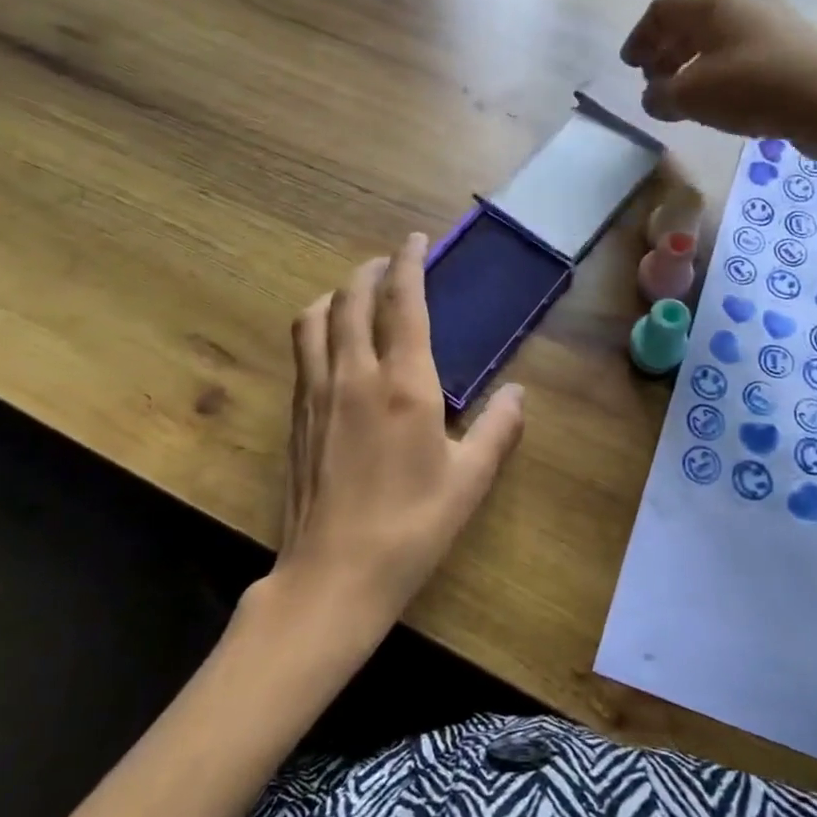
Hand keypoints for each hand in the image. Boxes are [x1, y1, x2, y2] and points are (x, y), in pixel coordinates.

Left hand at [279, 234, 525, 626]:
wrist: (333, 576)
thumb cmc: (411, 527)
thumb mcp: (470, 480)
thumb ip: (498, 429)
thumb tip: (520, 392)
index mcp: (403, 385)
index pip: (403, 303)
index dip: (409, 263)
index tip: (417, 240)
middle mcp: (354, 375)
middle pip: (352, 299)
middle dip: (370, 270)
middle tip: (390, 263)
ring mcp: (317, 394)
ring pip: (314, 319)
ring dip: (337, 295)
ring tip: (357, 296)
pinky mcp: (296, 417)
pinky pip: (302, 351)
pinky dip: (318, 328)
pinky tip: (333, 346)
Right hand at [621, 0, 816, 150]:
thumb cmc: (750, 87)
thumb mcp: (691, 96)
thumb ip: (661, 95)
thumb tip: (654, 97)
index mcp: (711, 1)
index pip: (662, 8)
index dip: (640, 36)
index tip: (631, 66)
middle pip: (691, 19)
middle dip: (666, 49)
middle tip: (653, 80)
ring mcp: (772, 19)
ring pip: (719, 35)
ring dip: (693, 61)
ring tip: (684, 94)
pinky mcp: (793, 44)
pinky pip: (742, 50)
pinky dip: (720, 69)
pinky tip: (720, 97)